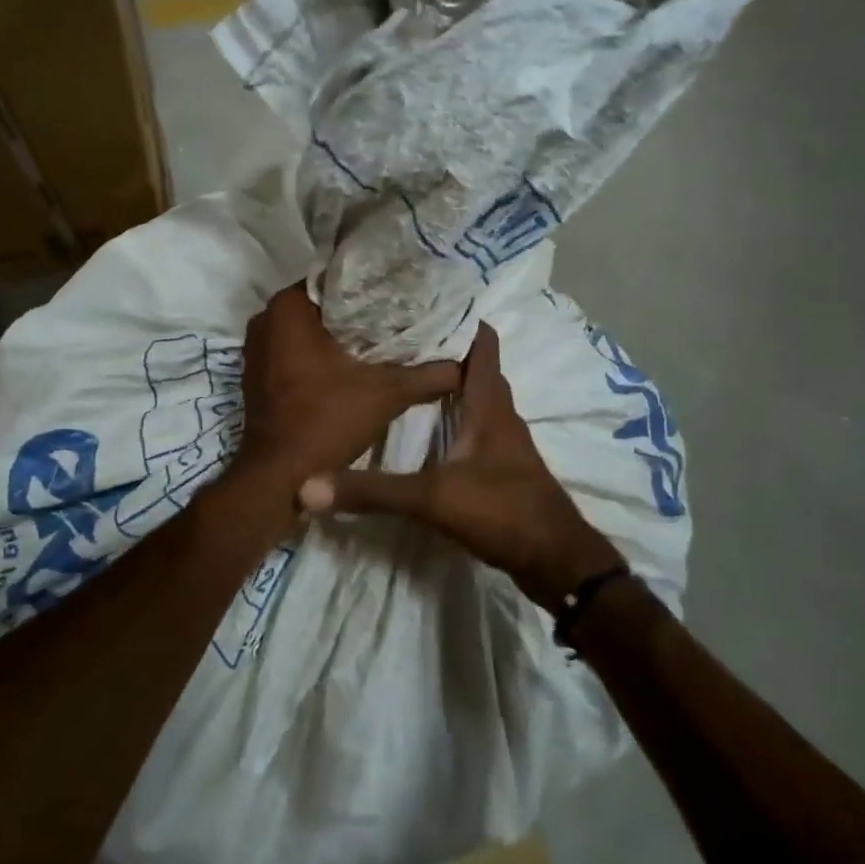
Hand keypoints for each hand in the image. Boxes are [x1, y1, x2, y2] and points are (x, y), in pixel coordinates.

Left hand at [234, 283, 460, 488]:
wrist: (280, 479)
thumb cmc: (327, 422)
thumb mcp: (387, 394)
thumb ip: (429, 374)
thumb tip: (465, 363)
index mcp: (287, 309)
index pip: (337, 278)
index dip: (373, 285)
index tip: (404, 293)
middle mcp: (266, 321)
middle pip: (323, 304)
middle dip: (360, 312)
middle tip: (401, 316)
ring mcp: (257, 350)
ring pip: (309, 330)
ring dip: (341, 335)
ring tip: (385, 338)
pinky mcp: (259, 376)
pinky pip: (295, 352)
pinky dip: (322, 355)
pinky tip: (355, 365)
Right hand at [297, 323, 622, 610]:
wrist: (556, 561)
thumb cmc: (502, 512)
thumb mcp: (432, 499)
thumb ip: (373, 491)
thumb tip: (308, 485)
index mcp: (490, 407)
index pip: (482, 346)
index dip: (460, 320)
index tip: (423, 301)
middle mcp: (501, 416)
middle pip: (477, 369)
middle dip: (447, 349)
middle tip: (402, 336)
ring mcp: (505, 444)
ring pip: (478, 400)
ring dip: (451, 384)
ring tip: (409, 373)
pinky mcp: (504, 469)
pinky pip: (478, 427)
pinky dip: (456, 417)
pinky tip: (430, 428)